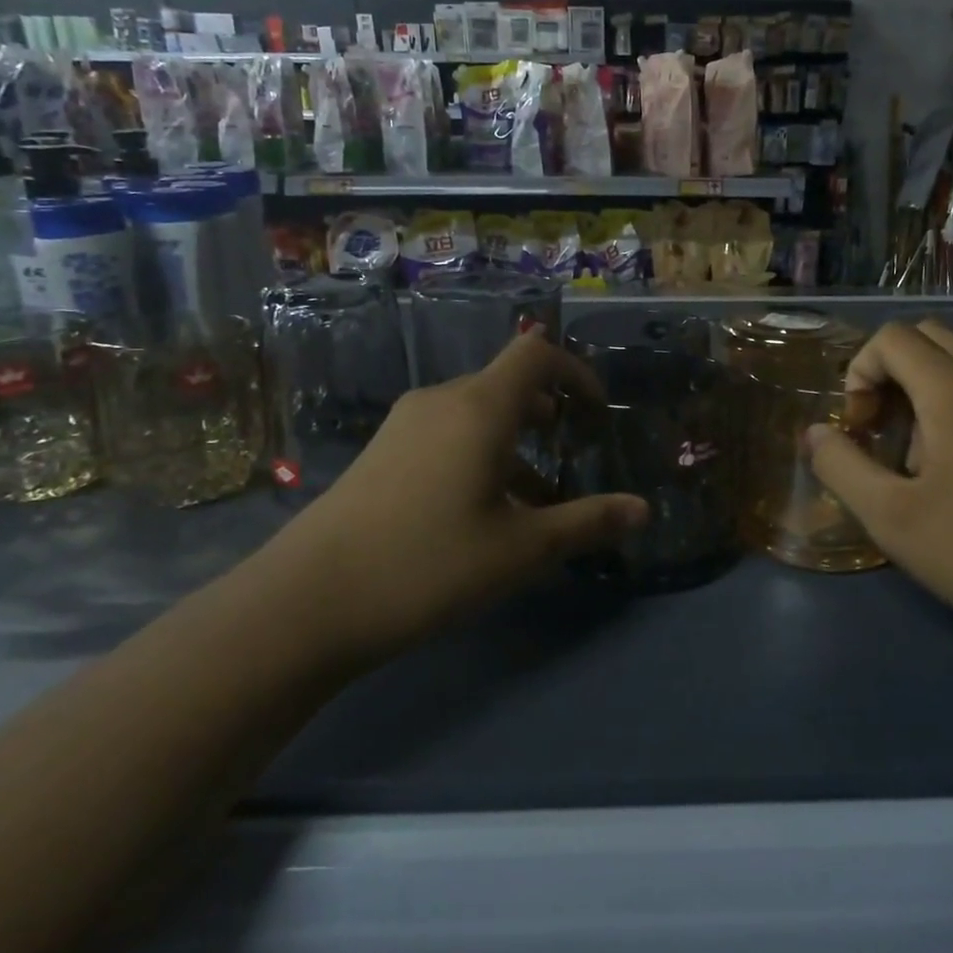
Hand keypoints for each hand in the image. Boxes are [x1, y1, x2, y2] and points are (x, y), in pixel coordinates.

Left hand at [254, 330, 647, 658]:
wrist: (309, 600)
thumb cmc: (429, 563)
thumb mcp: (520, 550)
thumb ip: (587, 523)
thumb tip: (644, 510)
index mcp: (479, 407)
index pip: (536, 352)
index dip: (575, 370)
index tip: (596, 411)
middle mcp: (441, 400)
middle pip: (507, 382)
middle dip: (548, 410)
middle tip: (571, 450)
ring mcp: (405, 425)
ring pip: (476, 413)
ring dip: (514, 440)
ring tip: (534, 495)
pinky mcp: (382, 452)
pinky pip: (446, 434)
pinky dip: (479, 453)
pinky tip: (481, 511)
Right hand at [806, 319, 952, 654]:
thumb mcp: (892, 518)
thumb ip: (841, 467)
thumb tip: (814, 433)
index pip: (892, 338)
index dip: (859, 372)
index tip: (860, 427)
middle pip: (928, 337)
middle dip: (890, 372)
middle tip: (883, 430)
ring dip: (925, 389)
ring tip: (920, 458)